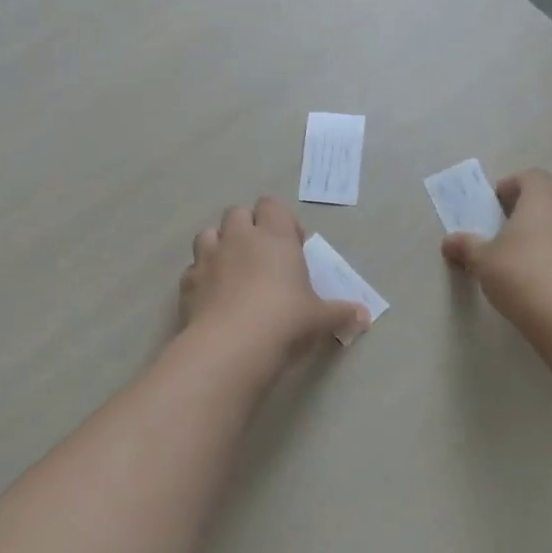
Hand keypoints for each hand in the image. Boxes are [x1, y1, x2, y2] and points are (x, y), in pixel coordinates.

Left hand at [182, 197, 368, 362]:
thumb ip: (341, 313)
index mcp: (274, 237)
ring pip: (208, 234)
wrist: (232, 346)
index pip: (272, 206)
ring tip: (232, 273)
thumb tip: (364, 316)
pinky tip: (212, 298)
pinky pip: (193, 269)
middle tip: (262, 258)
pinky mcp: (186, 283)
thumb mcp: (321, 319)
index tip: (292, 247)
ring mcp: (208, 258)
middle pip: (237, 213)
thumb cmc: (286, 321)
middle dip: (247, 228)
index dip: (281, 221)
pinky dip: (202, 278)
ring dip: (219, 246)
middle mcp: (238, 239)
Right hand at [441, 168, 551, 328]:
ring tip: (531, 251)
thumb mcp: (483, 261)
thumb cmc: (519, 273)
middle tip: (512, 226)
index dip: (512, 186)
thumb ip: (467, 247)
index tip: (496, 204)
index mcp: (541, 196)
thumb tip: (449, 241)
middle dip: (534, 205)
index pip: (530, 177)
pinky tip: (550, 272)